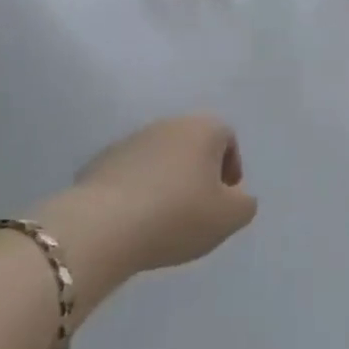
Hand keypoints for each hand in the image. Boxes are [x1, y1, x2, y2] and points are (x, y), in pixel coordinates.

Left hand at [71, 115, 256, 272]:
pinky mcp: (103, 159)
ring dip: (167, 181)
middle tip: (197, 211)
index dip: (230, 170)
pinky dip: (138, 190)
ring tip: (163, 219)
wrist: (104, 225)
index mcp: (203, 128)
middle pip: (193, 145)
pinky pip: (132, 173)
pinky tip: (135, 220)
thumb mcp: (228, 218)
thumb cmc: (178, 215)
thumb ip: (244, 204)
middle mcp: (170, 123)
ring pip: (161, 158)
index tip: (223, 202)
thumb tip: (238, 197)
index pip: (227, 139)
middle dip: (198, 174)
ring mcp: (133, 138)